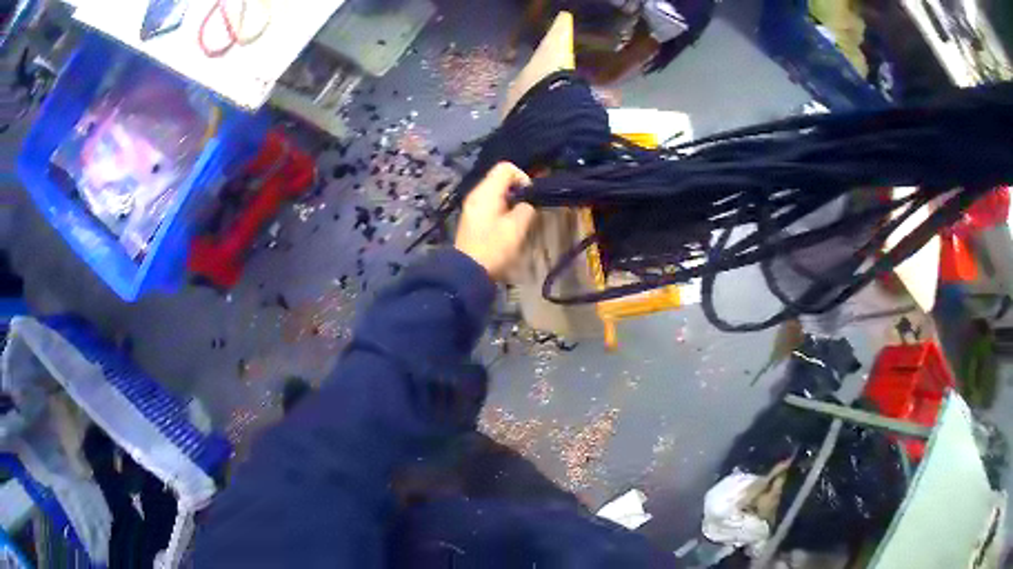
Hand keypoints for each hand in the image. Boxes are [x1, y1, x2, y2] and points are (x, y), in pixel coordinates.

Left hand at [455, 162, 535, 279]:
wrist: (466, 273)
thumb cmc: (493, 248)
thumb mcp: (516, 228)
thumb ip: (526, 210)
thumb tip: (526, 205)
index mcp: (486, 192)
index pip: (506, 167)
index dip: (523, 177)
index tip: (530, 197)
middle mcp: (476, 194)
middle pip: (501, 180)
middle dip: (518, 192)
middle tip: (527, 211)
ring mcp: (472, 207)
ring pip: (496, 194)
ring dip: (511, 203)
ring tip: (518, 222)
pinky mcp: (472, 220)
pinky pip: (490, 206)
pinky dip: (501, 211)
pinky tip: (506, 229)